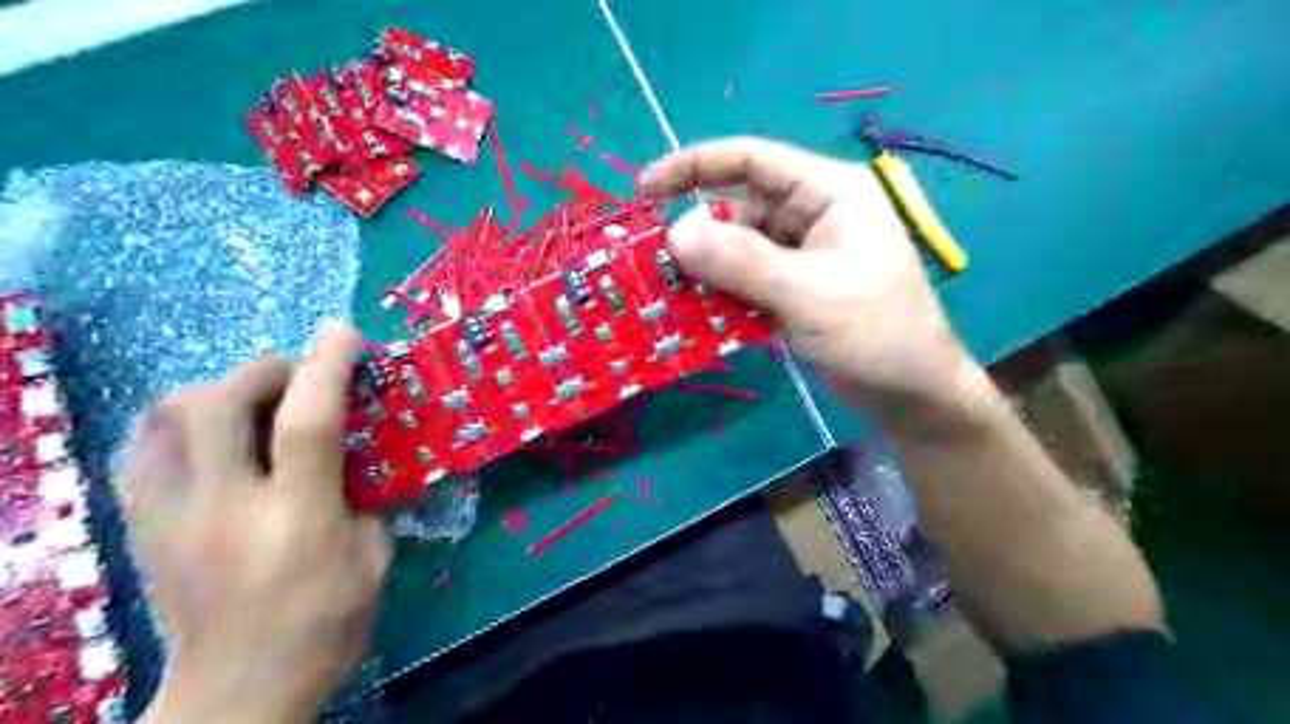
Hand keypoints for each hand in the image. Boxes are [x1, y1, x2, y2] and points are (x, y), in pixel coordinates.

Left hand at [123, 322, 390, 722]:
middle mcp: (225, 508)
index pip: (308, 423)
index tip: (344, 333)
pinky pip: (139, 449)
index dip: (328, 366)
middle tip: (299, 375)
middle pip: (217, 404)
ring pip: (163, 418)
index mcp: (297, 518)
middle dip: (264, 369)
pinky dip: (174, 422)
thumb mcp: (373, 559)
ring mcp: (172, 517)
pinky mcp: (143, 528)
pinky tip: (206, 433)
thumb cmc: (325, 625)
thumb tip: (352, 456)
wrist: (238, 690)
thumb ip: (363, 496)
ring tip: (252, 399)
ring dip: (215, 389)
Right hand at [637, 138, 990, 426]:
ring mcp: (803, 253)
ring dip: (705, 269)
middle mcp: (814, 214)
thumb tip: (674, 232)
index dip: (693, 167)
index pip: (752, 160)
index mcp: (829, 192)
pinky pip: (746, 279)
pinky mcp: (795, 287)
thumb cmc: (876, 336)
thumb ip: (743, 261)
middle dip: (696, 233)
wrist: (912, 396)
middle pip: (739, 207)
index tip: (644, 192)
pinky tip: (697, 314)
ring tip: (667, 294)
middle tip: (653, 265)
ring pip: (738, 247)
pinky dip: (721, 293)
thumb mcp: (808, 294)